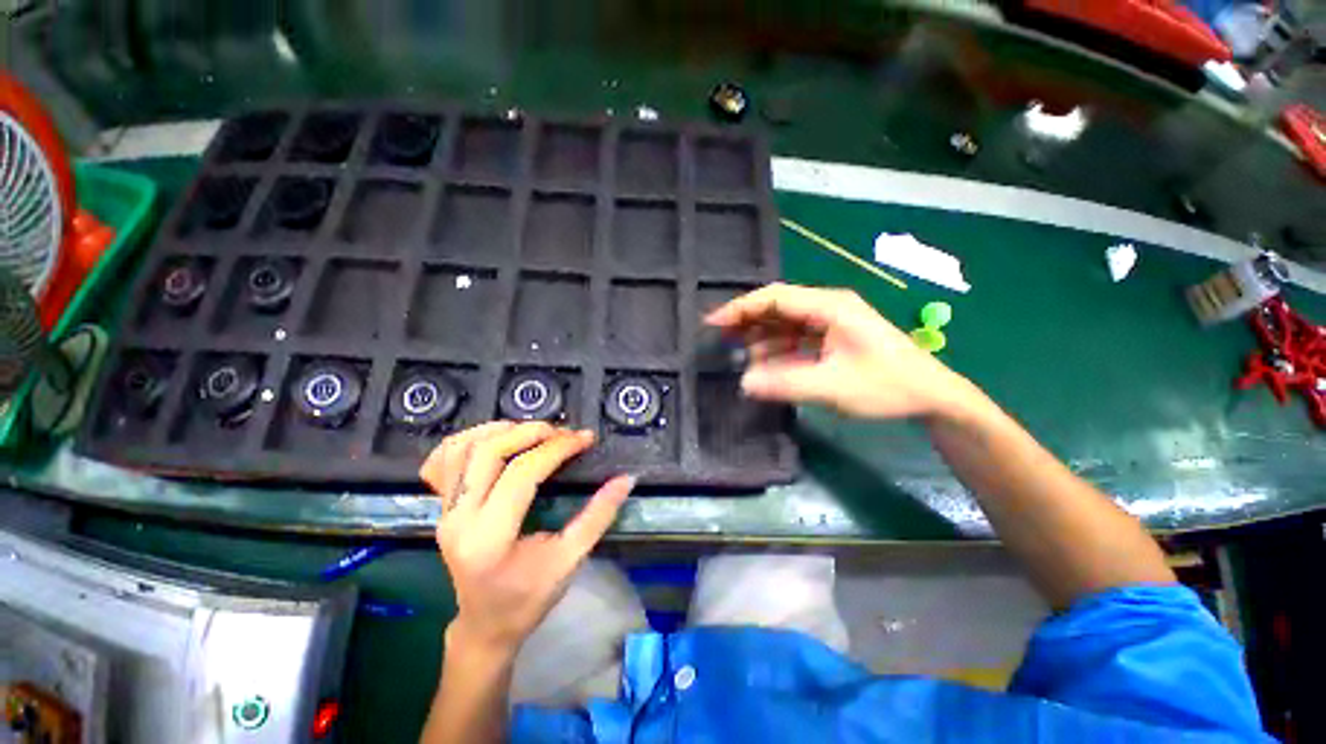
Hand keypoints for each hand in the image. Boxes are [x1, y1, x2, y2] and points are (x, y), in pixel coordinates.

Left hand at [421, 422, 633, 654]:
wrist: (485, 626)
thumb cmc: (529, 599)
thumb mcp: (570, 560)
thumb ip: (599, 516)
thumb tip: (626, 479)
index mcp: (489, 539)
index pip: (522, 474)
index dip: (557, 449)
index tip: (585, 439)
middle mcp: (458, 520)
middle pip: (488, 452)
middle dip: (530, 432)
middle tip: (562, 431)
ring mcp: (444, 512)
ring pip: (462, 449)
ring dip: (500, 430)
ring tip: (534, 430)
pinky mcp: (442, 507)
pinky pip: (444, 460)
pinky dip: (470, 439)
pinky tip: (497, 437)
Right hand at [705, 283, 973, 419]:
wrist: (932, 397)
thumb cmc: (888, 386)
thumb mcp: (834, 387)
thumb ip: (786, 384)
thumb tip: (743, 382)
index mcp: (830, 306)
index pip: (775, 297)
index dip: (741, 308)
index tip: (713, 323)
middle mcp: (827, 308)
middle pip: (777, 307)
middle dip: (747, 322)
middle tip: (719, 341)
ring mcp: (830, 323)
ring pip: (784, 324)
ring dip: (760, 339)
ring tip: (737, 357)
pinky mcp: (832, 339)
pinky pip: (795, 339)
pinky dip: (777, 351)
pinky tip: (764, 366)